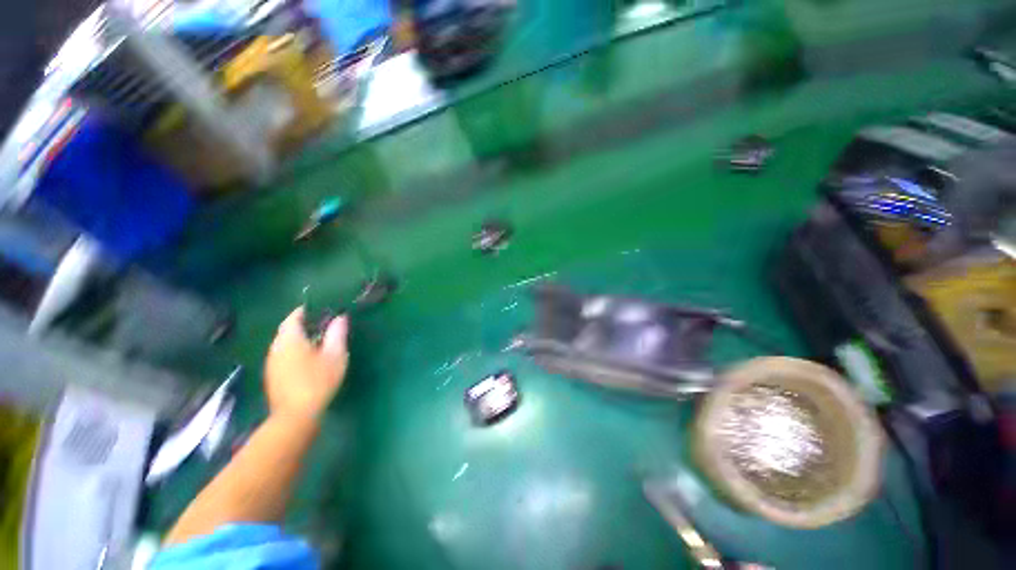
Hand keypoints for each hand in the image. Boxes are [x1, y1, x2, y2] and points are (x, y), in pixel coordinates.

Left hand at [265, 307, 348, 420]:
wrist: (296, 416)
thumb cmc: (318, 381)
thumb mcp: (335, 355)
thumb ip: (337, 333)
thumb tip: (340, 317)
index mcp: (290, 340)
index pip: (292, 318)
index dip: (304, 311)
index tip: (319, 308)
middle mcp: (276, 349)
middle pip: (286, 331)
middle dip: (302, 325)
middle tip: (322, 325)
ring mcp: (271, 364)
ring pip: (283, 344)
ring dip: (298, 339)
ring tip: (317, 342)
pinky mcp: (273, 377)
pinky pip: (282, 356)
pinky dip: (294, 352)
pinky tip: (307, 361)